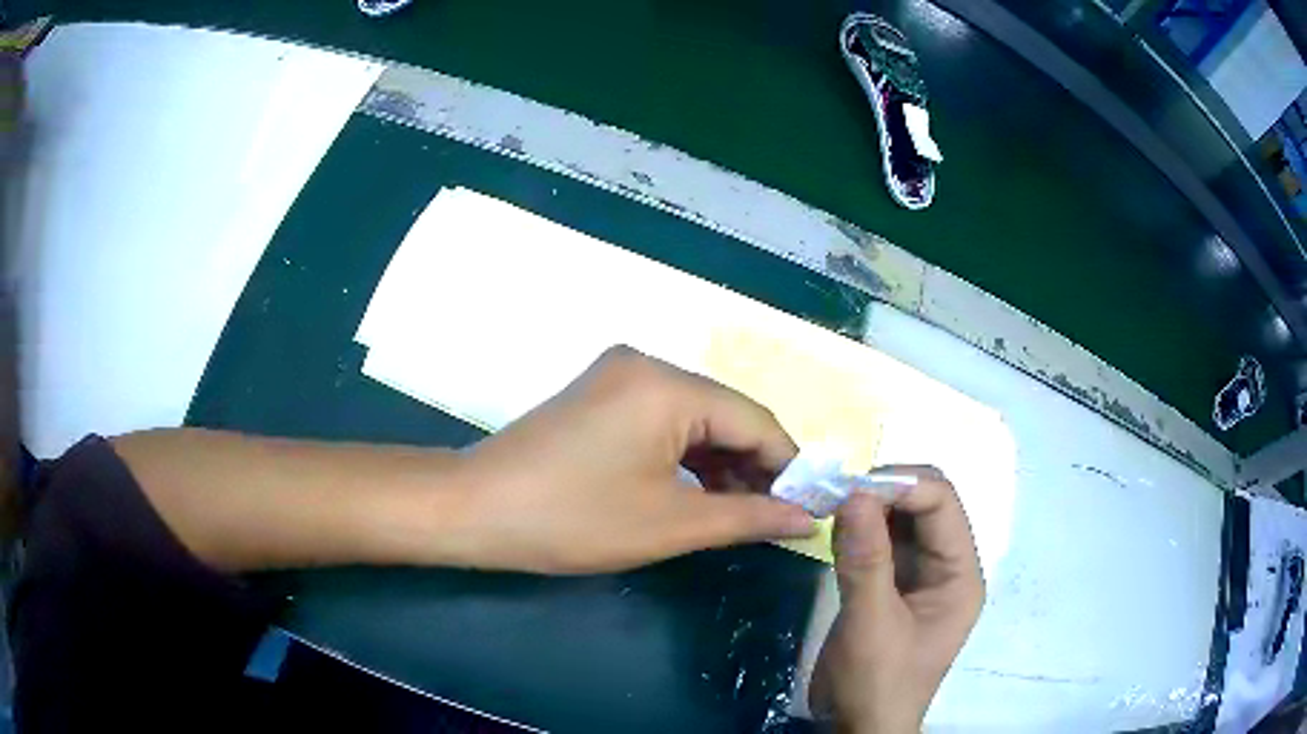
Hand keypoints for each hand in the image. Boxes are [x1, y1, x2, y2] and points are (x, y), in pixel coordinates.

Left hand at [447, 346, 816, 573]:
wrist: (474, 510)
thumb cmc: (573, 519)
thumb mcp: (671, 524)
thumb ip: (748, 517)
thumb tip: (808, 519)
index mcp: (667, 385)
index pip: (755, 421)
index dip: (789, 467)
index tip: (809, 508)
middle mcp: (647, 364)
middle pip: (725, 415)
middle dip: (754, 467)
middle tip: (774, 518)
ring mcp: (618, 375)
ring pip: (695, 420)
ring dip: (721, 465)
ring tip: (740, 513)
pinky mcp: (600, 394)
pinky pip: (663, 421)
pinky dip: (686, 457)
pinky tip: (699, 492)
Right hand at [810, 467, 983, 733]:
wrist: (859, 728)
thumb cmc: (875, 684)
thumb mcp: (870, 625)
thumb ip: (865, 560)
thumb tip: (854, 493)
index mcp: (960, 574)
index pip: (942, 504)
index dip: (900, 486)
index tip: (849, 488)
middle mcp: (948, 566)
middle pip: (926, 504)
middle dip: (884, 491)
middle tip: (834, 493)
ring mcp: (922, 575)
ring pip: (902, 518)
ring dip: (869, 506)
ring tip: (829, 504)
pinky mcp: (895, 584)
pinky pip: (883, 541)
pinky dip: (860, 527)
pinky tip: (835, 526)